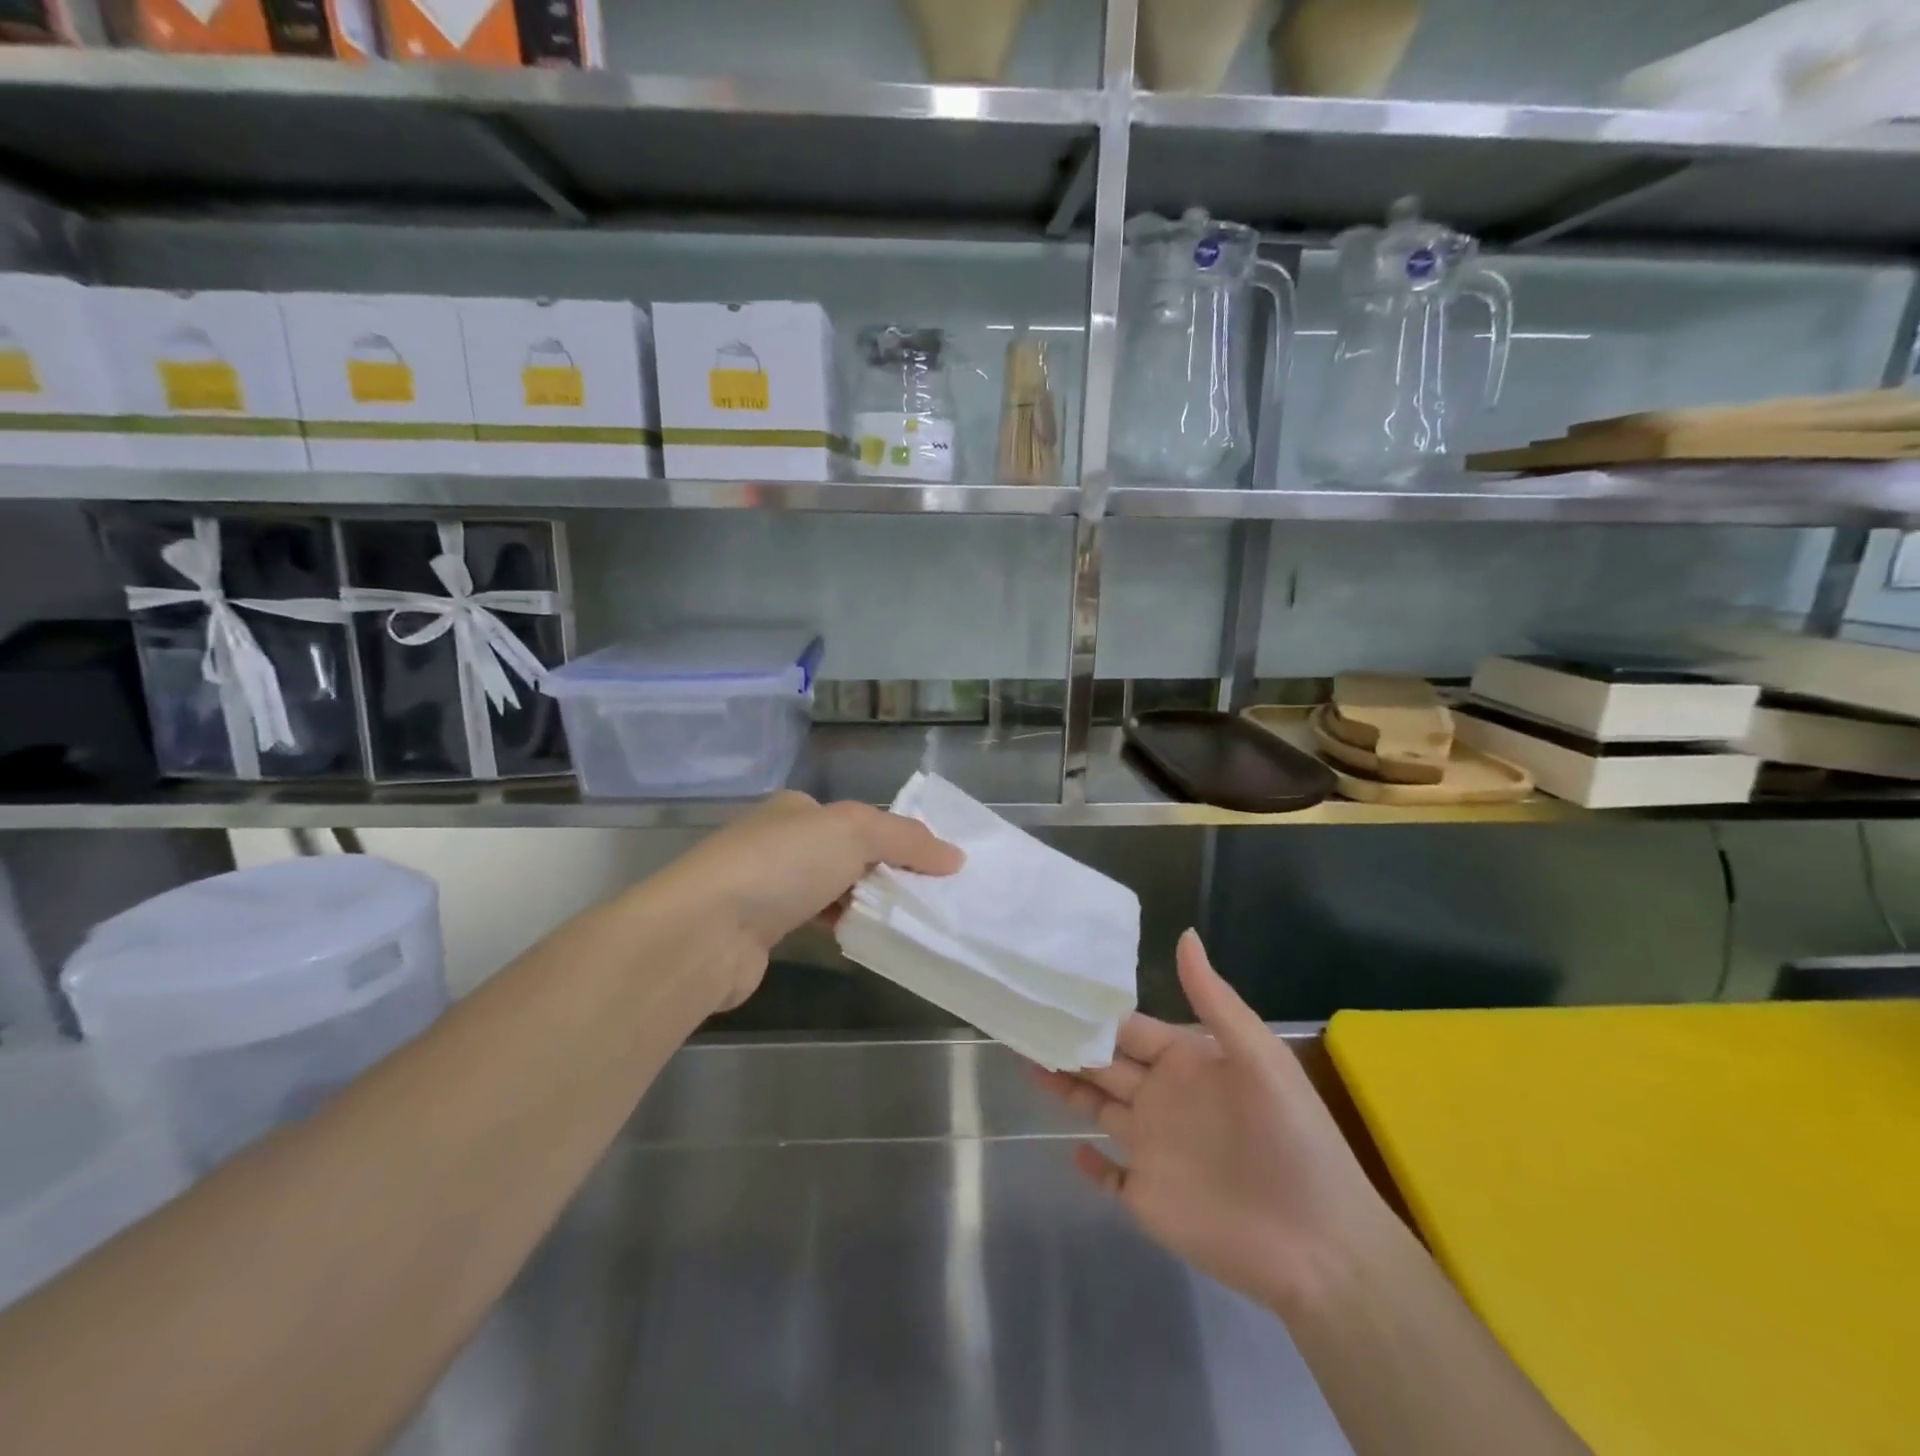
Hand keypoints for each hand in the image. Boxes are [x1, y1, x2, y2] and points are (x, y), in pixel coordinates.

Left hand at [661, 791, 962, 1009]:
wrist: (705, 931)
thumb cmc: (782, 865)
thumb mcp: (855, 832)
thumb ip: (907, 839)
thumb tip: (955, 857)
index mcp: (797, 808)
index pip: (859, 819)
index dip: (898, 840)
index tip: (934, 868)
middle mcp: (779, 840)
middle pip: (848, 854)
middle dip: (885, 873)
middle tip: (927, 898)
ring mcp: (766, 885)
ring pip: (832, 888)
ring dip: (865, 902)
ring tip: (905, 921)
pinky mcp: (760, 929)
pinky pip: (815, 921)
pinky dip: (840, 926)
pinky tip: (862, 938)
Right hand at [1037, 930, 1399, 1314]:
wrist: (1321, 1246)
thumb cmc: (1292, 1139)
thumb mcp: (1259, 1057)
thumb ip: (1215, 1000)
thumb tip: (1184, 934)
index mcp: (1186, 1063)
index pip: (1129, 1029)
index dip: (1094, 1013)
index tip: (1052, 991)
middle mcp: (1163, 1099)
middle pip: (1103, 1064)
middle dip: (1068, 1044)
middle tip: (1022, 1021)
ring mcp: (1153, 1150)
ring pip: (1097, 1110)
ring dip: (1066, 1091)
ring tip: (1026, 1064)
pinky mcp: (1147, 1199)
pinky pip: (1110, 1180)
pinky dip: (1091, 1167)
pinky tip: (1068, 1151)